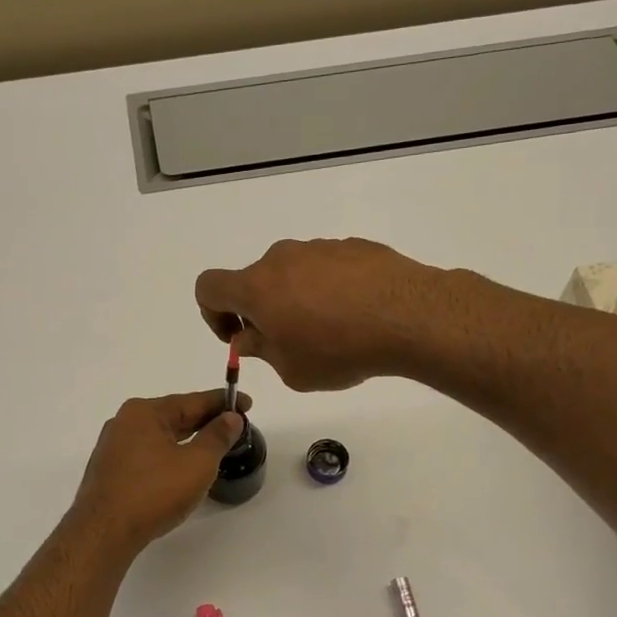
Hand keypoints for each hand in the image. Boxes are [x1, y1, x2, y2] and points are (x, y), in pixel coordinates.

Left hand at [70, 390, 251, 551]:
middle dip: (205, 421)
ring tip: (212, 447)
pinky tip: (181, 468)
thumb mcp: (197, 463)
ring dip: (187, 439)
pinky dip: (169, 455)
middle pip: (174, 416)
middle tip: (234, 427)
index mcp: (144, 412)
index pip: (192, 401)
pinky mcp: (110, 471)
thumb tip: (230, 418)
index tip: (245, 403)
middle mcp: (125, 423)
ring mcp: (113, 447)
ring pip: (160, 437)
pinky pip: (147, 454)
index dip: (223, 402)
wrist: (104, 533)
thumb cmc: (154, 492)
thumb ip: (217, 437)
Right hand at [195, 238, 442, 390]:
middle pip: (254, 281)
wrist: (408, 316)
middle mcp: (281, 258)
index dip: (213, 314)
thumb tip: (249, 336)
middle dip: (261, 312)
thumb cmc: (338, 350)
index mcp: (256, 287)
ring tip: (330, 333)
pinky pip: (326, 270)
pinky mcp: (352, 247)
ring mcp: (318, 248)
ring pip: (292, 275)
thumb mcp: (291, 369)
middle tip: (288, 343)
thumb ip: (261, 350)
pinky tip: (356, 316)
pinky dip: (329, 291)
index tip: (239, 336)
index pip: (208, 287)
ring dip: (297, 300)